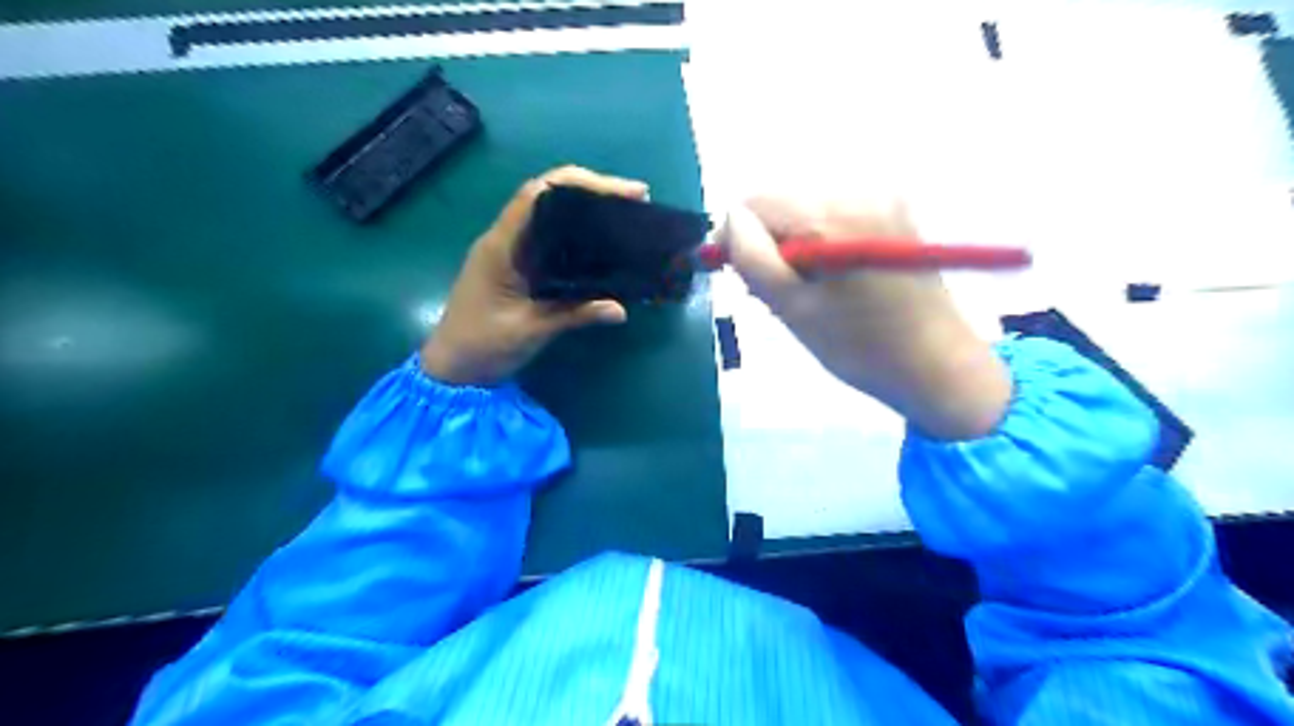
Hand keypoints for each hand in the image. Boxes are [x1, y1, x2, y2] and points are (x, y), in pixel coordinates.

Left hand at [422, 165, 645, 385]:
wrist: (451, 370)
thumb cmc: (482, 347)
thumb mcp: (530, 331)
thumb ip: (574, 315)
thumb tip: (621, 309)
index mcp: (502, 245)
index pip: (539, 193)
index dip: (581, 183)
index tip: (622, 192)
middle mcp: (506, 239)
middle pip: (549, 195)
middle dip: (592, 191)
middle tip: (636, 199)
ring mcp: (511, 252)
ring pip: (551, 215)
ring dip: (587, 209)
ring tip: (627, 216)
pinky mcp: (519, 267)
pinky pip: (551, 239)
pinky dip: (579, 234)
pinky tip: (603, 244)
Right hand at [717, 195, 1009, 438]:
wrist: (940, 367)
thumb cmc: (862, 348)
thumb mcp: (794, 310)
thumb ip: (753, 259)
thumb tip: (729, 220)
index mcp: (835, 217)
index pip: (756, 204)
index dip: (736, 238)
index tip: (737, 277)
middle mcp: (861, 192)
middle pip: (782, 204)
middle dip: (766, 244)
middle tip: (772, 294)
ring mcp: (883, 200)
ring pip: (805, 212)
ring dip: (791, 247)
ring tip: (801, 294)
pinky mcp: (894, 214)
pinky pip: (833, 218)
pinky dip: (818, 245)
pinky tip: (826, 280)